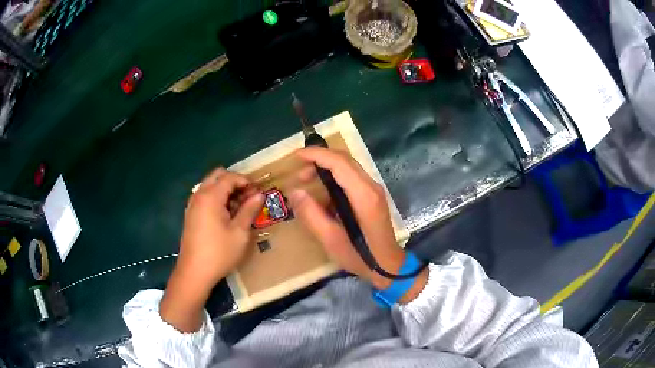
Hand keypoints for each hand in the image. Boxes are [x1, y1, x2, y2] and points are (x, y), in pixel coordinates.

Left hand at [160, 168, 263, 331]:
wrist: (194, 272)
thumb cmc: (219, 252)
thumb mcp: (240, 232)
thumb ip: (249, 210)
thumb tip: (259, 195)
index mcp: (210, 196)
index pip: (230, 177)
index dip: (246, 181)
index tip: (258, 192)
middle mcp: (199, 195)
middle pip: (217, 176)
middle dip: (234, 182)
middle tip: (248, 196)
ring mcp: (192, 205)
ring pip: (210, 186)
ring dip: (225, 190)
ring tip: (239, 207)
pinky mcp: (190, 215)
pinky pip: (204, 197)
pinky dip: (216, 199)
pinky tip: (225, 216)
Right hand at [289, 147, 427, 302]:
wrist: (388, 266)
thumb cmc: (360, 256)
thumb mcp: (330, 239)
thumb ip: (311, 214)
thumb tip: (295, 191)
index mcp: (363, 195)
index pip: (339, 163)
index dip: (316, 155)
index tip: (296, 156)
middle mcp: (372, 186)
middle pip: (345, 160)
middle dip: (319, 160)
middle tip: (299, 174)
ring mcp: (374, 190)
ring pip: (348, 167)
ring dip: (326, 168)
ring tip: (307, 181)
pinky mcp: (373, 196)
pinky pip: (352, 178)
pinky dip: (335, 178)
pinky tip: (323, 193)